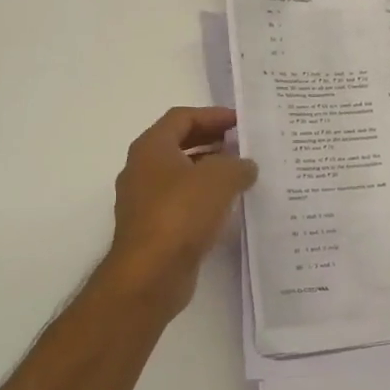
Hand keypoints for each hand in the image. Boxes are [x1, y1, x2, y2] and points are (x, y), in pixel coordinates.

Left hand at [96, 106, 257, 318]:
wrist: (150, 274)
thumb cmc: (181, 213)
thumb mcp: (219, 178)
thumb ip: (238, 164)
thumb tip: (246, 166)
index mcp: (151, 148)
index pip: (182, 118)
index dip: (212, 115)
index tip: (241, 122)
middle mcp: (142, 170)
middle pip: (180, 144)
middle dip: (213, 141)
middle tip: (244, 145)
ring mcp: (145, 201)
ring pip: (181, 175)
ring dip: (210, 171)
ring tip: (243, 174)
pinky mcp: (154, 229)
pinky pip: (182, 203)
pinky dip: (205, 198)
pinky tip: (229, 207)